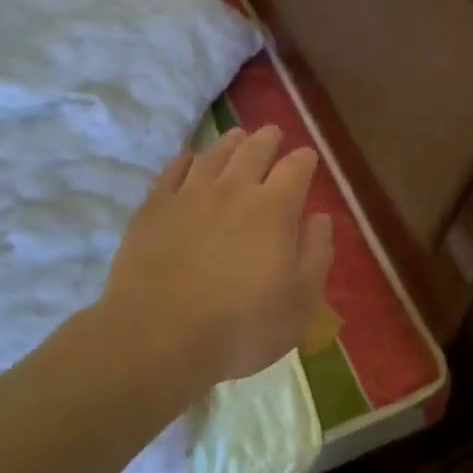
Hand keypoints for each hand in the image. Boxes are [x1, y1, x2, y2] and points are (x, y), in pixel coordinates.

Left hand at [91, 125, 334, 396]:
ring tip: (237, 138)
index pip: (296, 168)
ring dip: (230, 143)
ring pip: (213, 154)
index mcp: (274, 209)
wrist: (157, 338)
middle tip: (273, 134)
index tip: (308, 157)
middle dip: (268, 139)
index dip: (305, 159)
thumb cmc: (241, 326)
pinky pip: (172, 170)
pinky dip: (186, 160)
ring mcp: (188, 195)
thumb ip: (316, 253)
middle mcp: (233, 189)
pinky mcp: (153, 209)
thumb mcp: (300, 301)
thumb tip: (319, 217)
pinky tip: (189, 160)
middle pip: (254, 150)